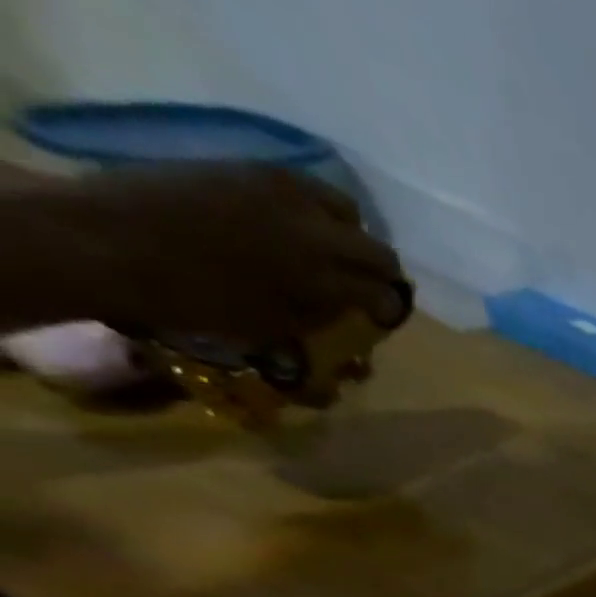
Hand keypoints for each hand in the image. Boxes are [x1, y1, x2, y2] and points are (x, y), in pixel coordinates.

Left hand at [58, 164, 403, 344]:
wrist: (111, 242)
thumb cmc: (198, 302)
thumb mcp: (276, 330)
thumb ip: (322, 319)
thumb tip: (352, 319)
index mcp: (324, 280)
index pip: (384, 295)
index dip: (387, 308)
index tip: (381, 316)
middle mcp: (315, 234)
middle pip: (379, 253)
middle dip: (379, 272)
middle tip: (368, 284)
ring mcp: (282, 194)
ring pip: (347, 211)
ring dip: (348, 233)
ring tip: (329, 246)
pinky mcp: (249, 169)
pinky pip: (305, 186)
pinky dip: (313, 205)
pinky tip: (293, 220)